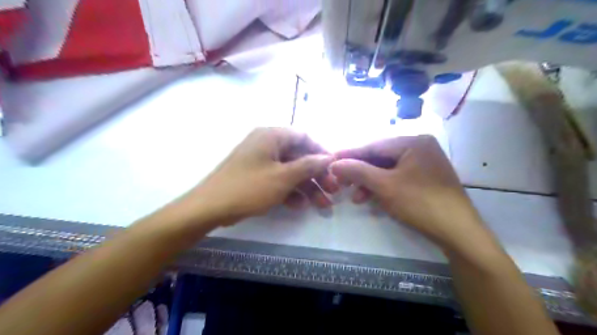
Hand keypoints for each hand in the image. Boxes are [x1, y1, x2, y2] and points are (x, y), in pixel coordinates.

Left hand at [183, 127, 337, 225]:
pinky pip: (279, 179)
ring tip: (322, 204)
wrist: (211, 208)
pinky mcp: (257, 176)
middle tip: (333, 191)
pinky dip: (290, 191)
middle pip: (299, 156)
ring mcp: (261, 161)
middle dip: (317, 175)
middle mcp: (267, 145)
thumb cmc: (249, 187)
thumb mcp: (283, 177)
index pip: (304, 137)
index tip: (335, 168)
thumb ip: (308, 165)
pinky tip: (300, 205)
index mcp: (272, 136)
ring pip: (291, 171)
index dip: (321, 152)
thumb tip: (329, 157)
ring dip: (307, 187)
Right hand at [334, 134, 486, 247]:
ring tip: (354, 196)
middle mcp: (419, 147)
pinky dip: (382, 187)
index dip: (350, 154)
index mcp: (413, 142)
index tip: (330, 160)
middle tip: (340, 182)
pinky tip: (369, 198)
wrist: (458, 232)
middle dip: (359, 172)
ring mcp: (423, 163)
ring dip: (369, 182)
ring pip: (387, 169)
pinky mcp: (424, 178)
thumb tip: (334, 163)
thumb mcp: (385, 185)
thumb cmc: (420, 203)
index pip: (373, 145)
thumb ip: (358, 171)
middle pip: (380, 157)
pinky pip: (396, 178)